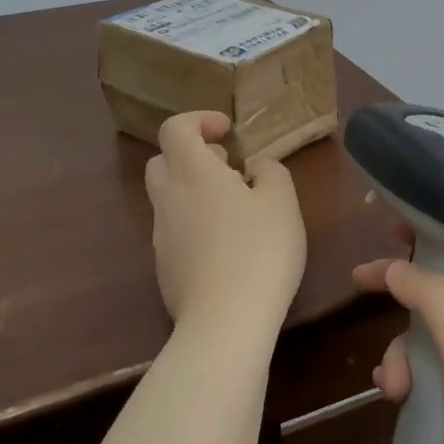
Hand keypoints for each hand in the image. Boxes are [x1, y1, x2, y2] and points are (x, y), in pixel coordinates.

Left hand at [145, 111, 305, 332]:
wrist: (225, 322)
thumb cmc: (260, 251)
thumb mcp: (282, 203)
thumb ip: (270, 173)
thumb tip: (254, 168)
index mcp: (193, 173)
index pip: (175, 128)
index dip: (199, 121)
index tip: (228, 133)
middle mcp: (169, 199)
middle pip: (162, 162)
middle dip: (191, 157)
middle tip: (228, 170)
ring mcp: (161, 236)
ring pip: (168, 199)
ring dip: (194, 193)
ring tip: (236, 212)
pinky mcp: (164, 268)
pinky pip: (174, 232)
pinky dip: (195, 225)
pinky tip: (227, 249)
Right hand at [352, 247, 443, 443]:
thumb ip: (432, 298)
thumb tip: (395, 266)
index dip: (433, 240)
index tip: (391, 229)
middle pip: (439, 297)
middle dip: (404, 305)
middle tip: (361, 285)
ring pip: (425, 340)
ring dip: (402, 356)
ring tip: (396, 387)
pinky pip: (425, 376)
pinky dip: (406, 380)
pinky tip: (394, 396)